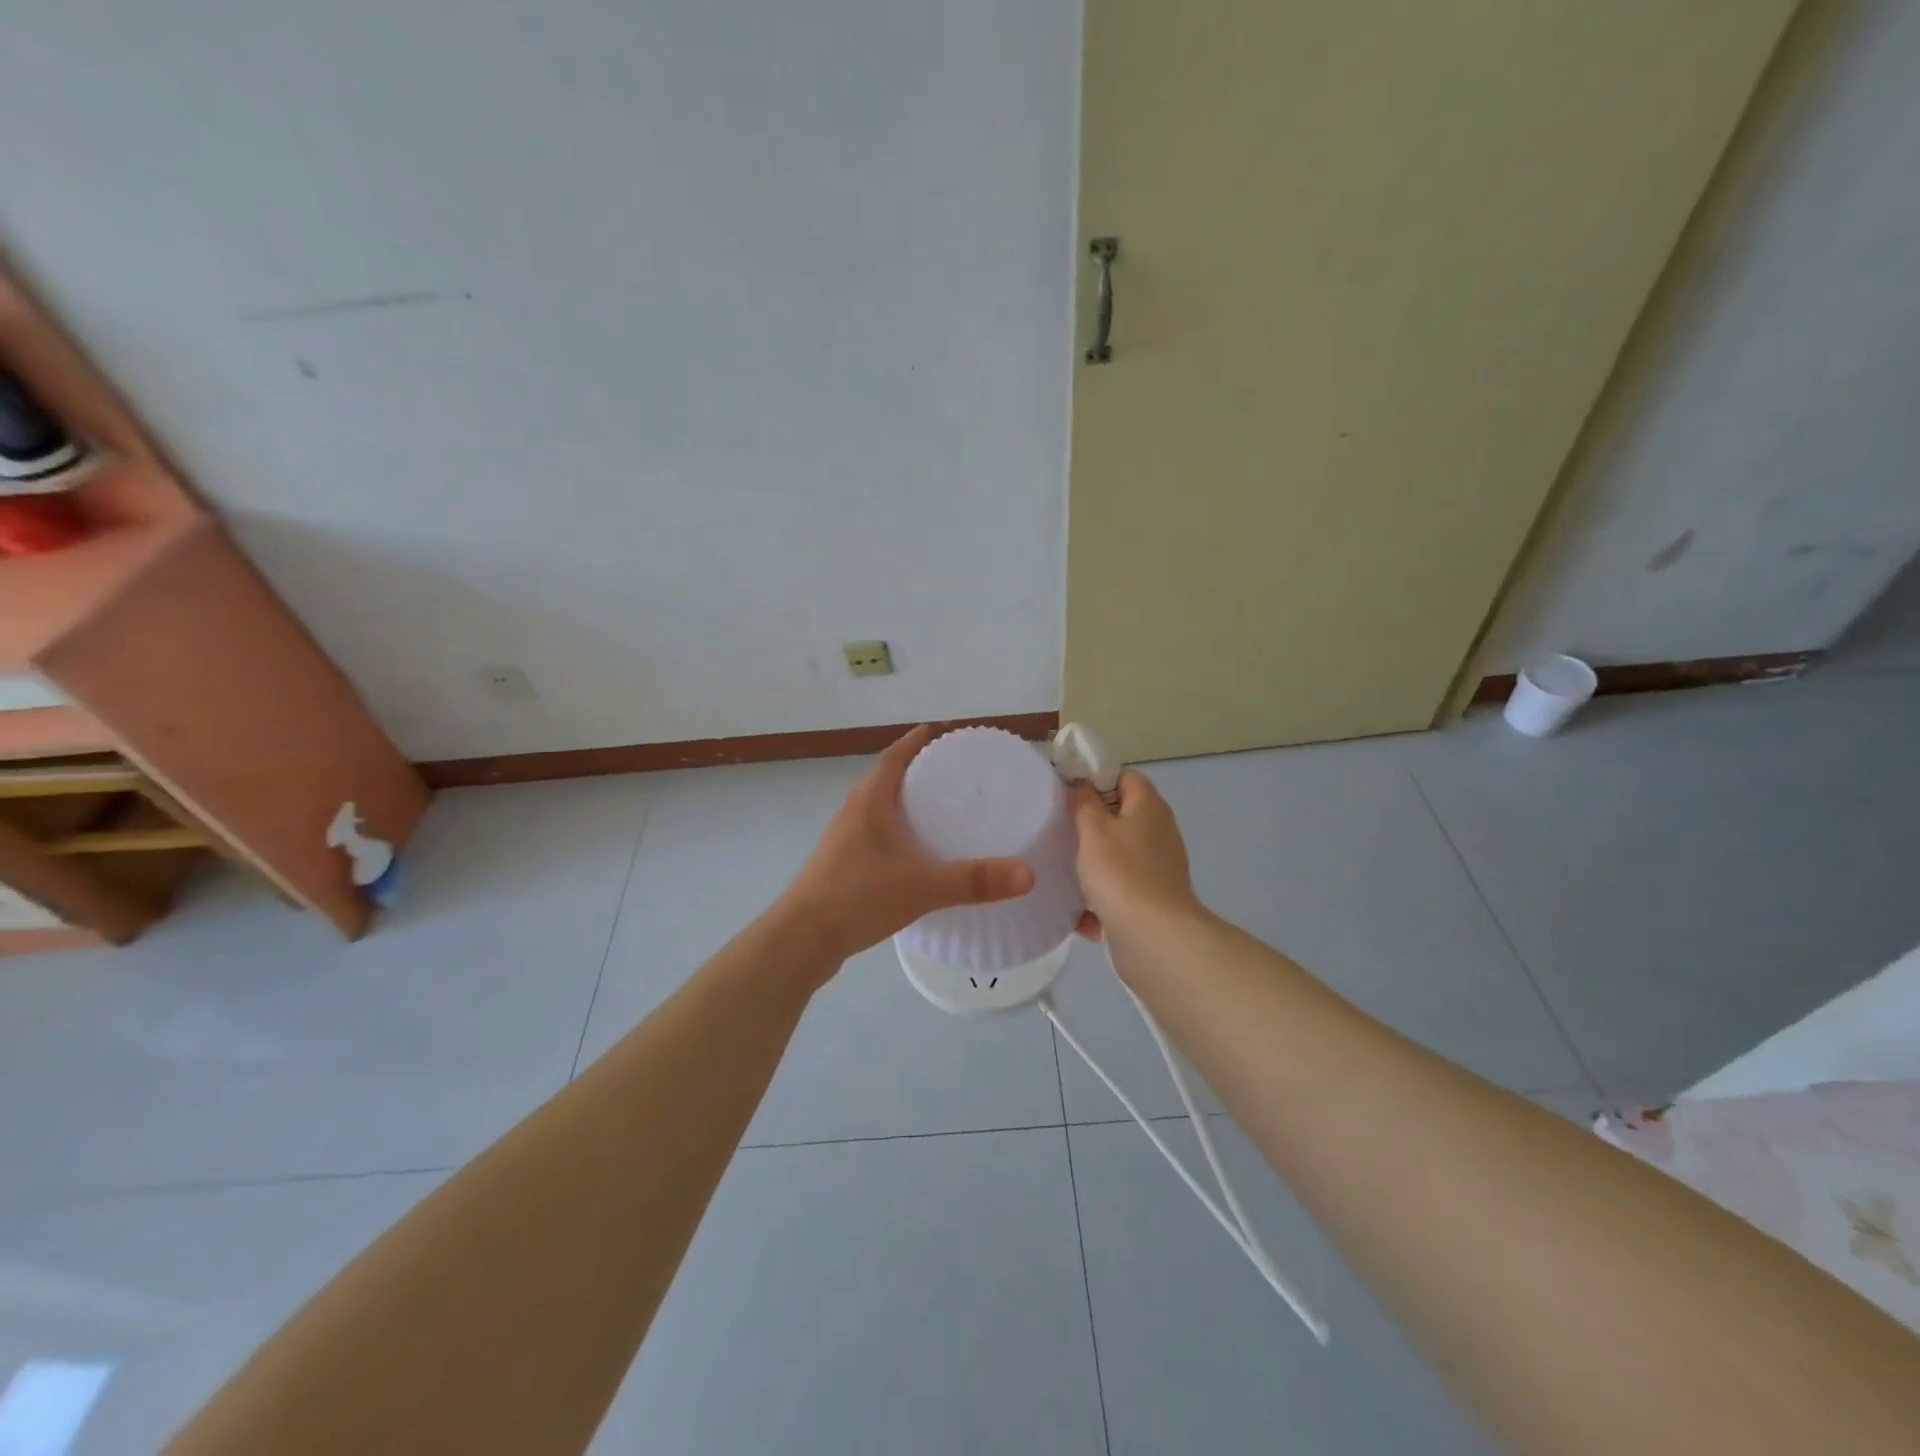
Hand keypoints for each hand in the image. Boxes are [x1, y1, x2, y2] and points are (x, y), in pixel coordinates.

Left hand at [780, 725, 1035, 962]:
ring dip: (904, 802)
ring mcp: (842, 838)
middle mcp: (853, 811)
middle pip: (886, 778)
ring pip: (878, 808)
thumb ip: (974, 880)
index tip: (941, 732)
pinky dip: (895, 832)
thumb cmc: (860, 896)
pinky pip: (873, 834)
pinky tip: (914, 854)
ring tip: (939, 811)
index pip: (896, 755)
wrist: (803, 938)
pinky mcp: (839, 864)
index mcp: (870, 800)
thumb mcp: (924, 886)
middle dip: (917, 771)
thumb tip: (1027, 874)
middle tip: (954, 775)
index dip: (917, 741)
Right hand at [1068, 769, 1201, 941]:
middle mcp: (1158, 833)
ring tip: (1057, 866)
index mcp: (1149, 807)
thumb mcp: (1093, 830)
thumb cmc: (1122, 874)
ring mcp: (1156, 868)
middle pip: (1119, 816)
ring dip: (1090, 863)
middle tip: (1055, 827)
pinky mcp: (1149, 900)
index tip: (1064, 790)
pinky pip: (1118, 891)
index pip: (1123, 776)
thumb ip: (1083, 803)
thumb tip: (1080, 785)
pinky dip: (1098, 899)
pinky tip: (1075, 911)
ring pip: (1116, 856)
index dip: (1094, 777)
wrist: (1154, 939)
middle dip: (1087, 822)